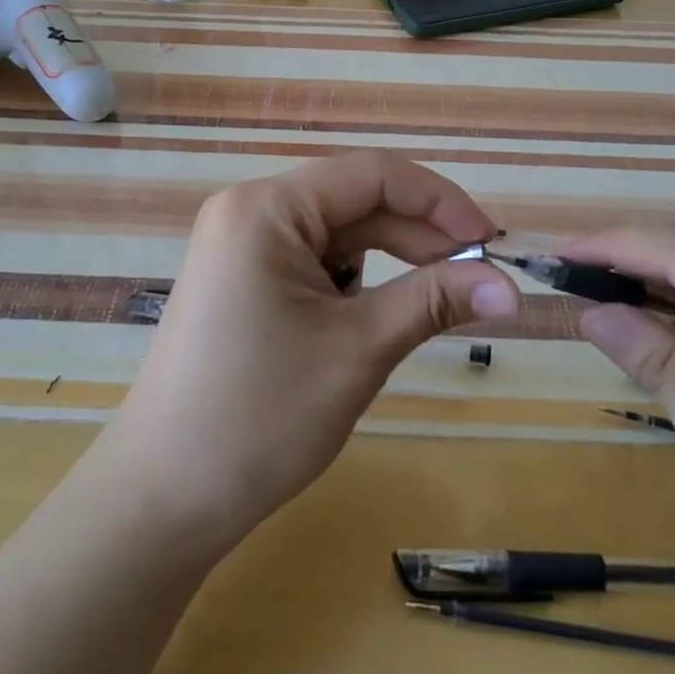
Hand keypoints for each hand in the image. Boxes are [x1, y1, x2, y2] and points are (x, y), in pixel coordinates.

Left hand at [106, 152, 519, 552]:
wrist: (163, 499)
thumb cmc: (260, 417)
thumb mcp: (359, 350)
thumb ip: (435, 300)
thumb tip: (511, 285)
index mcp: (267, 208)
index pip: (372, 174)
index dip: (440, 200)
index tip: (491, 241)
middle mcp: (250, 210)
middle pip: (356, 201)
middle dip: (421, 235)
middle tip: (481, 277)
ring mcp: (242, 244)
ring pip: (339, 232)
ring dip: (394, 258)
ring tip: (442, 296)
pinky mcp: (244, 279)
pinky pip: (315, 259)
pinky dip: (358, 279)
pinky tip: (381, 312)